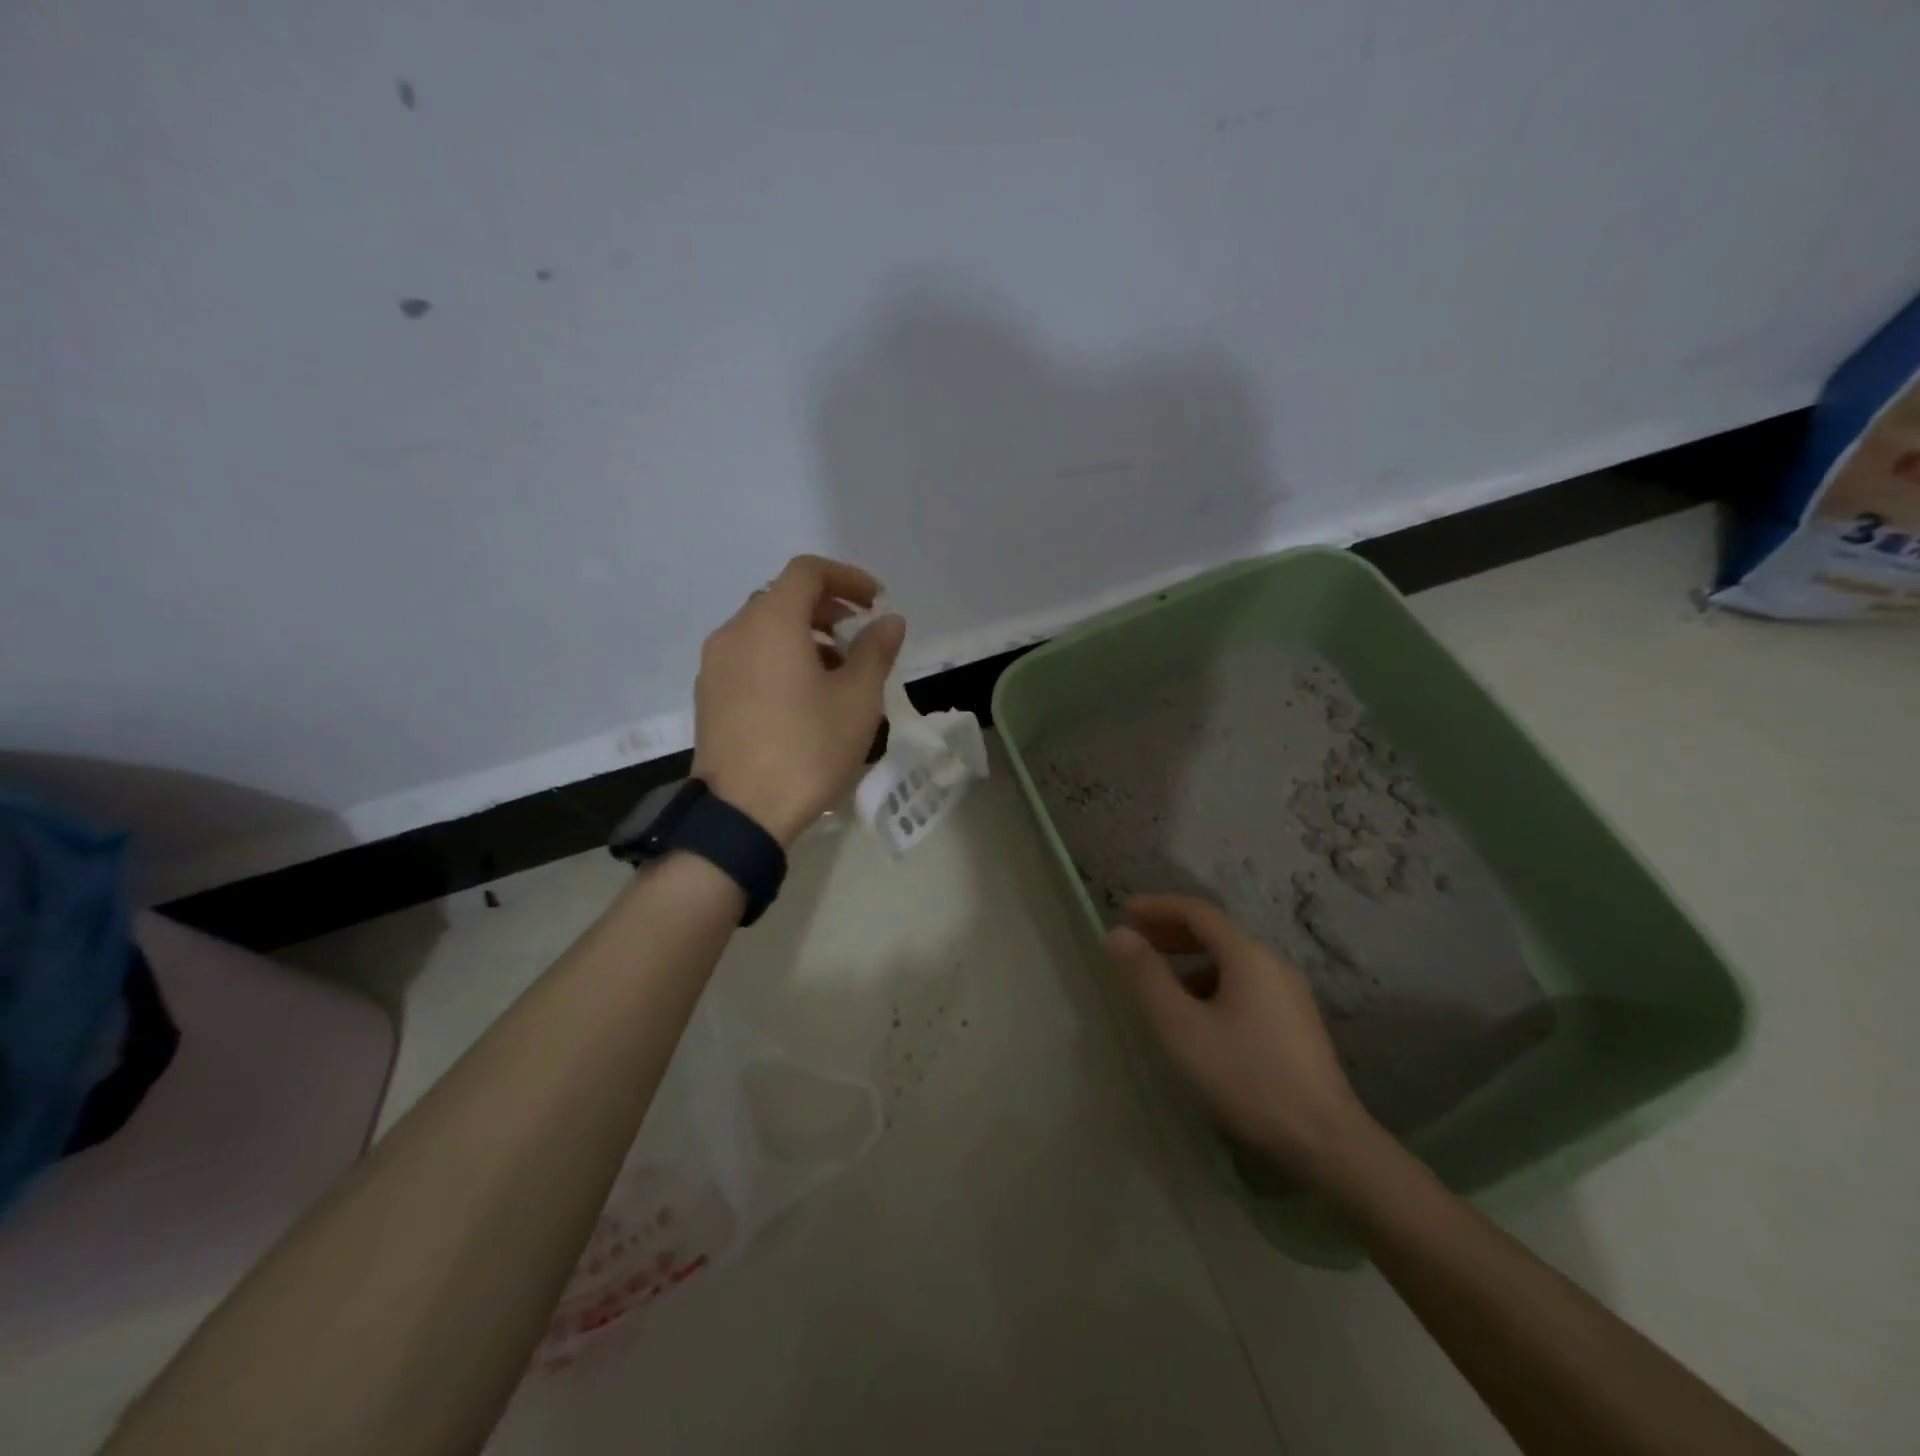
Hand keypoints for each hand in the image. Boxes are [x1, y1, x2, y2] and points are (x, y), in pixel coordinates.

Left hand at [693, 554, 905, 846]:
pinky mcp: (708, 694)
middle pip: (782, 597)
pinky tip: (802, 697)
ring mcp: (714, 664)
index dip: (847, 578)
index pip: (808, 571)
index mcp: (771, 622)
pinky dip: (778, 658)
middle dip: (826, 609)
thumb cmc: (808, 749)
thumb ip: (875, 650)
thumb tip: (889, 621)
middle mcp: (734, 631)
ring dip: (803, 635)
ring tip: (836, 672)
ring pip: (763, 629)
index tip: (876, 602)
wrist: (742, 813)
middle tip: (859, 636)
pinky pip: (747, 656)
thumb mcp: (858, 700)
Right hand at [1105, 894, 1376, 1185]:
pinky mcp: (1295, 1020)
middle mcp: (1272, 962)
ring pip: (1230, 959)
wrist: (1325, 1139)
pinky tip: (1198, 1015)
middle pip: (1215, 932)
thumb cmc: (1245, 1076)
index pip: (1196, 911)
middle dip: (1171, 931)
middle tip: (1136, 942)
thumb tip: (1117, 934)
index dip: (1157, 907)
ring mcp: (1289, 991)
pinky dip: (1211, 982)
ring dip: (1190, 959)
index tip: (1124, 911)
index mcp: (1247, 955)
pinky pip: (1245, 983)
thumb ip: (1146, 976)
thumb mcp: (1181, 1026)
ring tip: (1160, 982)